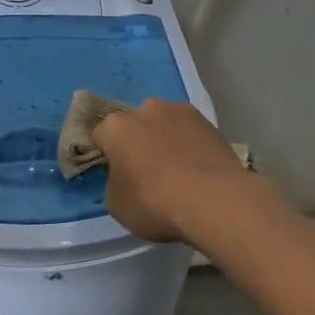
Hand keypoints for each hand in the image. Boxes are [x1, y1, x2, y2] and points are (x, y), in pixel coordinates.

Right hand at [92, 99, 266, 243]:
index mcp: (116, 126)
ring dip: (166, 141)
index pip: (100, 136)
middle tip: (146, 173)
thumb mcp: (117, 204)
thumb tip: (124, 176)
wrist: (214, 199)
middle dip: (138, 143)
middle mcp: (146, 109)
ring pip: (165, 126)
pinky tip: (198, 171)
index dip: (105, 156)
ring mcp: (181, 112)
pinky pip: (191, 134)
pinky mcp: (210, 122)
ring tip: (178, 172)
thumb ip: (114, 182)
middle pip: (135, 126)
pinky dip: (190, 146)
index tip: (114, 175)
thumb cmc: (154, 202)